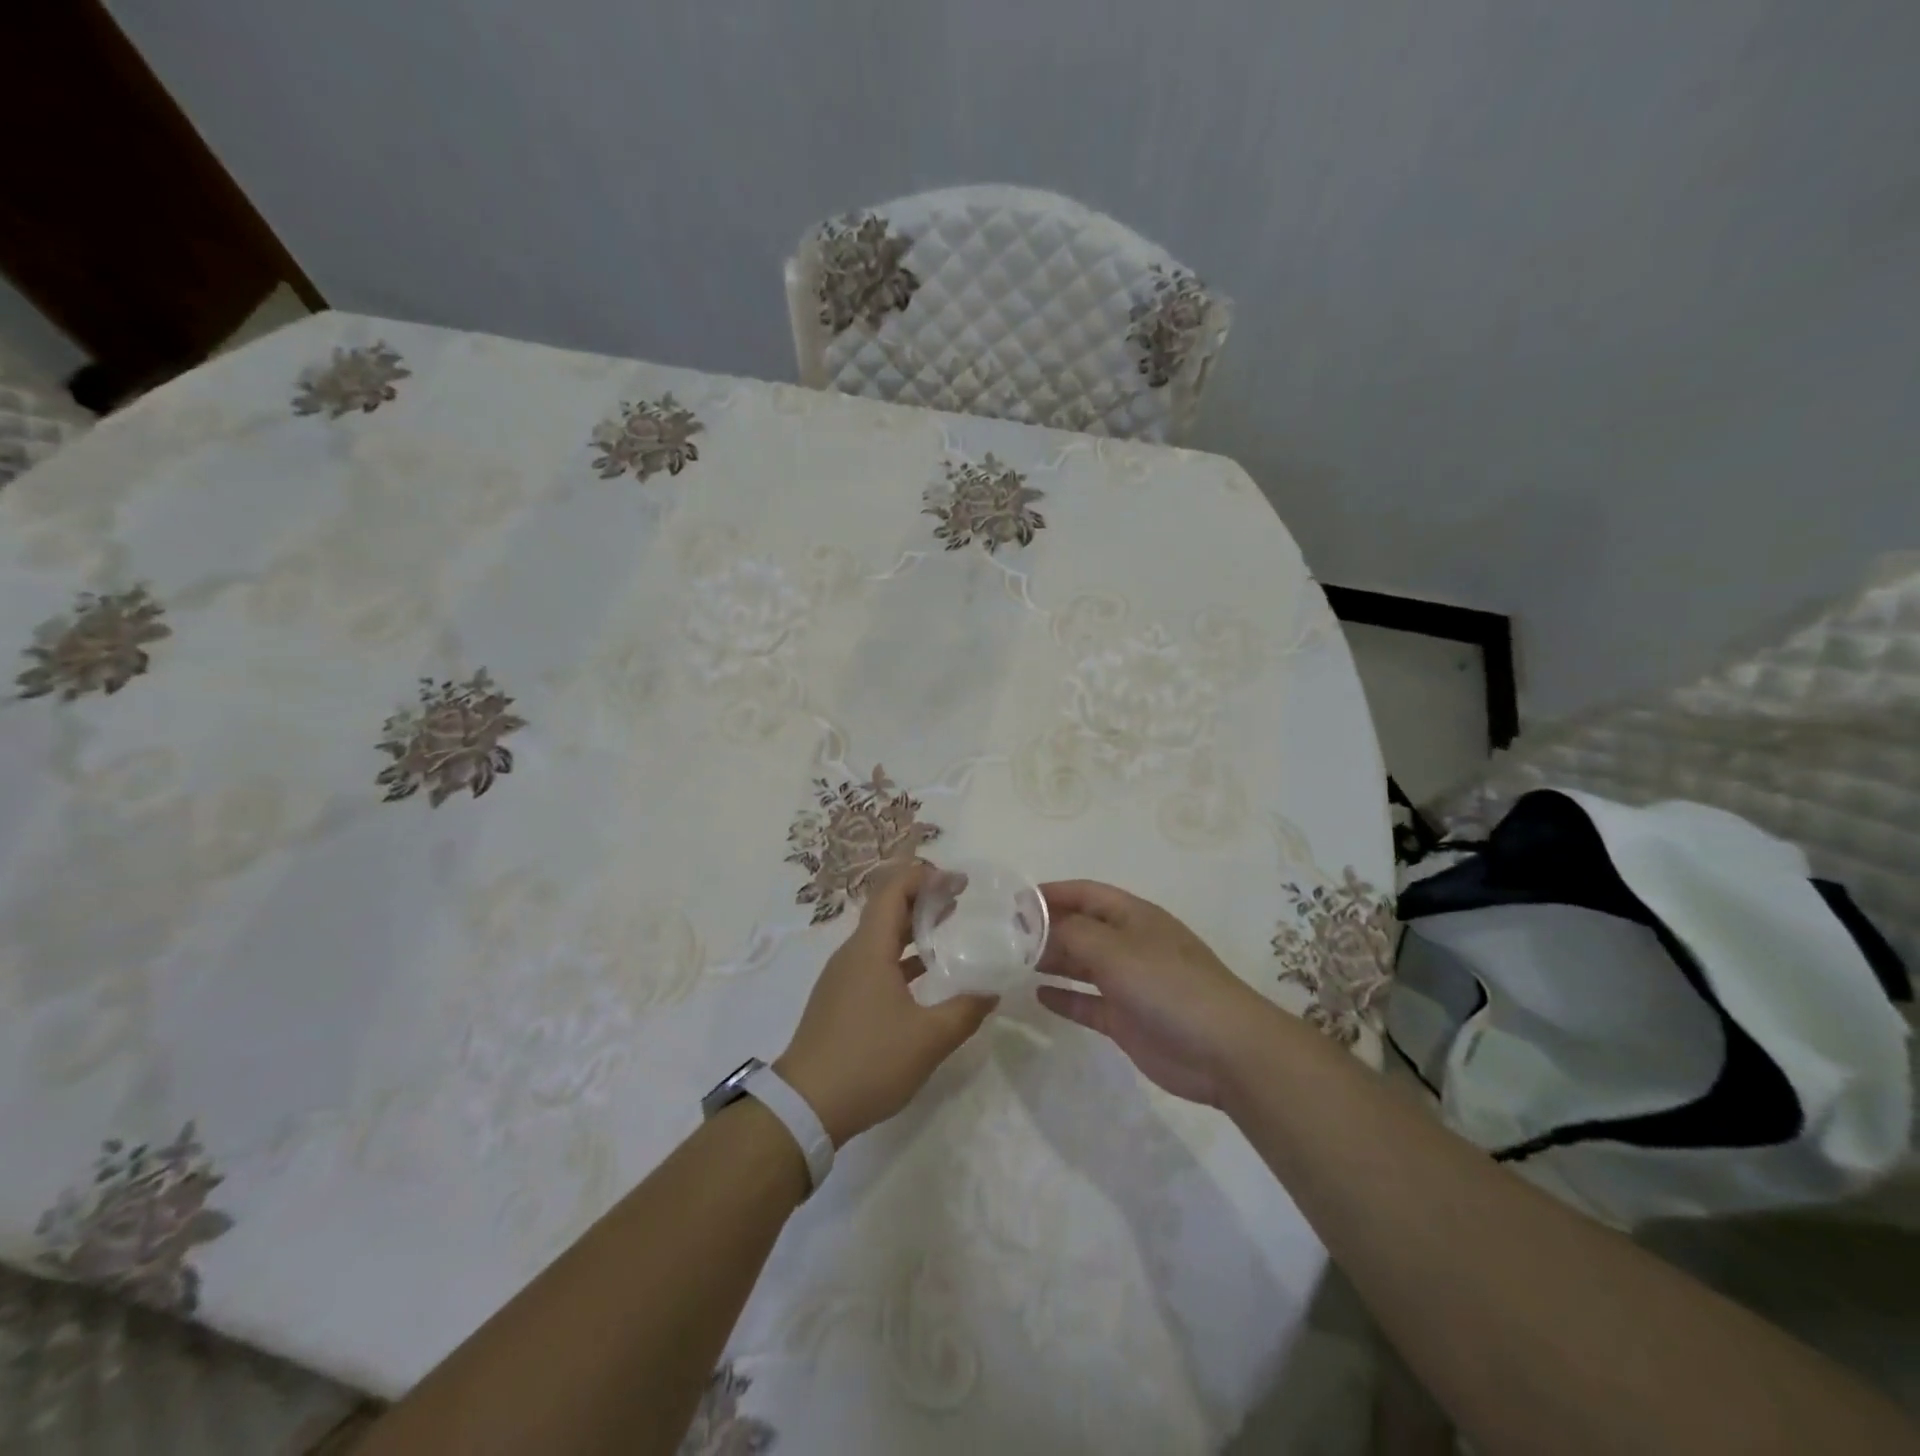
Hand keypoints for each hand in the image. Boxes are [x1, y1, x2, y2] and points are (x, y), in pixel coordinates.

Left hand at [776, 862, 997, 1145]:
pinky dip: (899, 955)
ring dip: (911, 926)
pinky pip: (873, 961)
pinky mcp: (839, 1000)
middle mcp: (852, 954)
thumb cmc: (868, 1062)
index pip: (894, 890)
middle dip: (922, 897)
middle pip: (886, 909)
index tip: (959, 882)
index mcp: (869, 949)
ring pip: (879, 936)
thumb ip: (965, 1011)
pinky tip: (923, 974)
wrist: (805, 1106)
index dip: (925, 877)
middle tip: (959, 899)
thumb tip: (993, 991)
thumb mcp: (928, 1039)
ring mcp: (842, 977)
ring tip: (946, 927)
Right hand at [1035, 880, 1274, 1106]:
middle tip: (1003, 937)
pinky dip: (1065, 998)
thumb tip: (1042, 924)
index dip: (1051, 893)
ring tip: (1012, 963)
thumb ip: (1075, 933)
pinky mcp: (1127, 1019)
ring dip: (1051, 961)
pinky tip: (1038, 996)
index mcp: (1133, 917)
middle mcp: (1130, 944)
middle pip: (1081, 928)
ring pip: (1082, 964)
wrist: (1223, 1050)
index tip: (1013, 901)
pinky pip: (1088, 1002)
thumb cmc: (1169, 986)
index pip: (1086, 893)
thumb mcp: (1117, 949)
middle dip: (1046, 929)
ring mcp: (1129, 983)